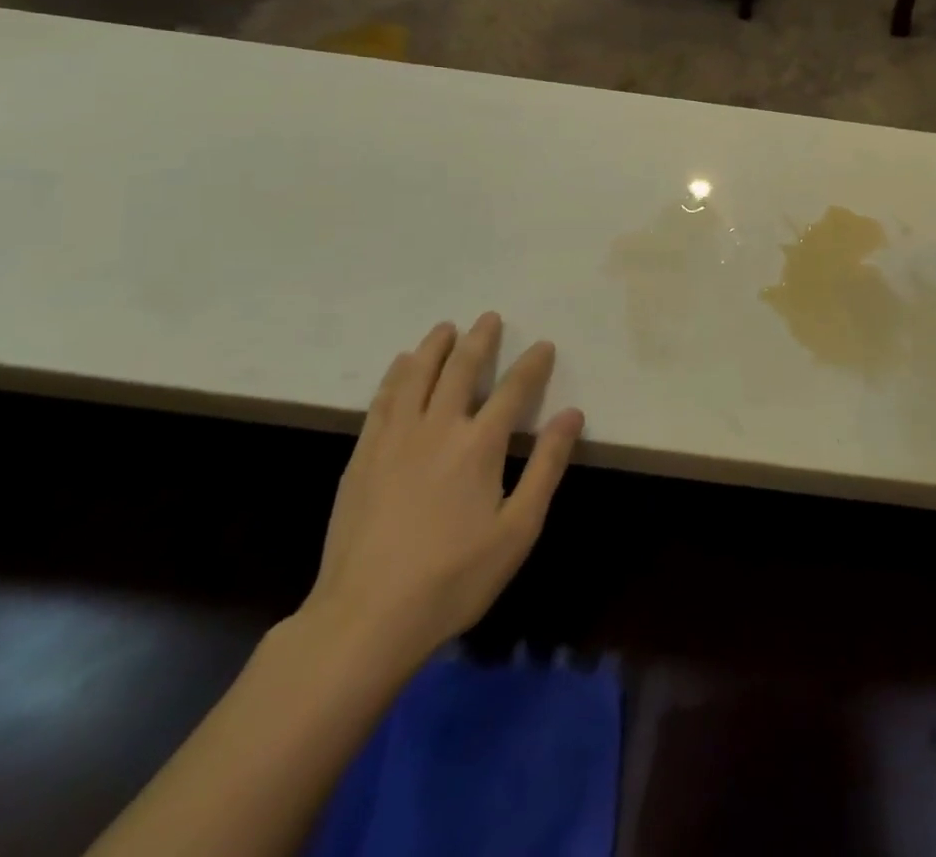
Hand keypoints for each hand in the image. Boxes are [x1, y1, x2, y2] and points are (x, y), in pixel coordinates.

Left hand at [299, 314, 583, 677]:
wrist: (365, 618)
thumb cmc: (454, 578)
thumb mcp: (518, 530)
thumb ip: (546, 466)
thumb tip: (572, 414)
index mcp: (479, 445)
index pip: (513, 390)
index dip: (532, 365)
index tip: (544, 345)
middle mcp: (438, 428)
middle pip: (461, 370)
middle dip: (480, 340)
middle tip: (490, 317)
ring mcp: (395, 440)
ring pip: (416, 376)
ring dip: (434, 347)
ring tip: (445, 327)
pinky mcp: (363, 457)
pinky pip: (382, 401)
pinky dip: (396, 375)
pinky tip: (401, 365)